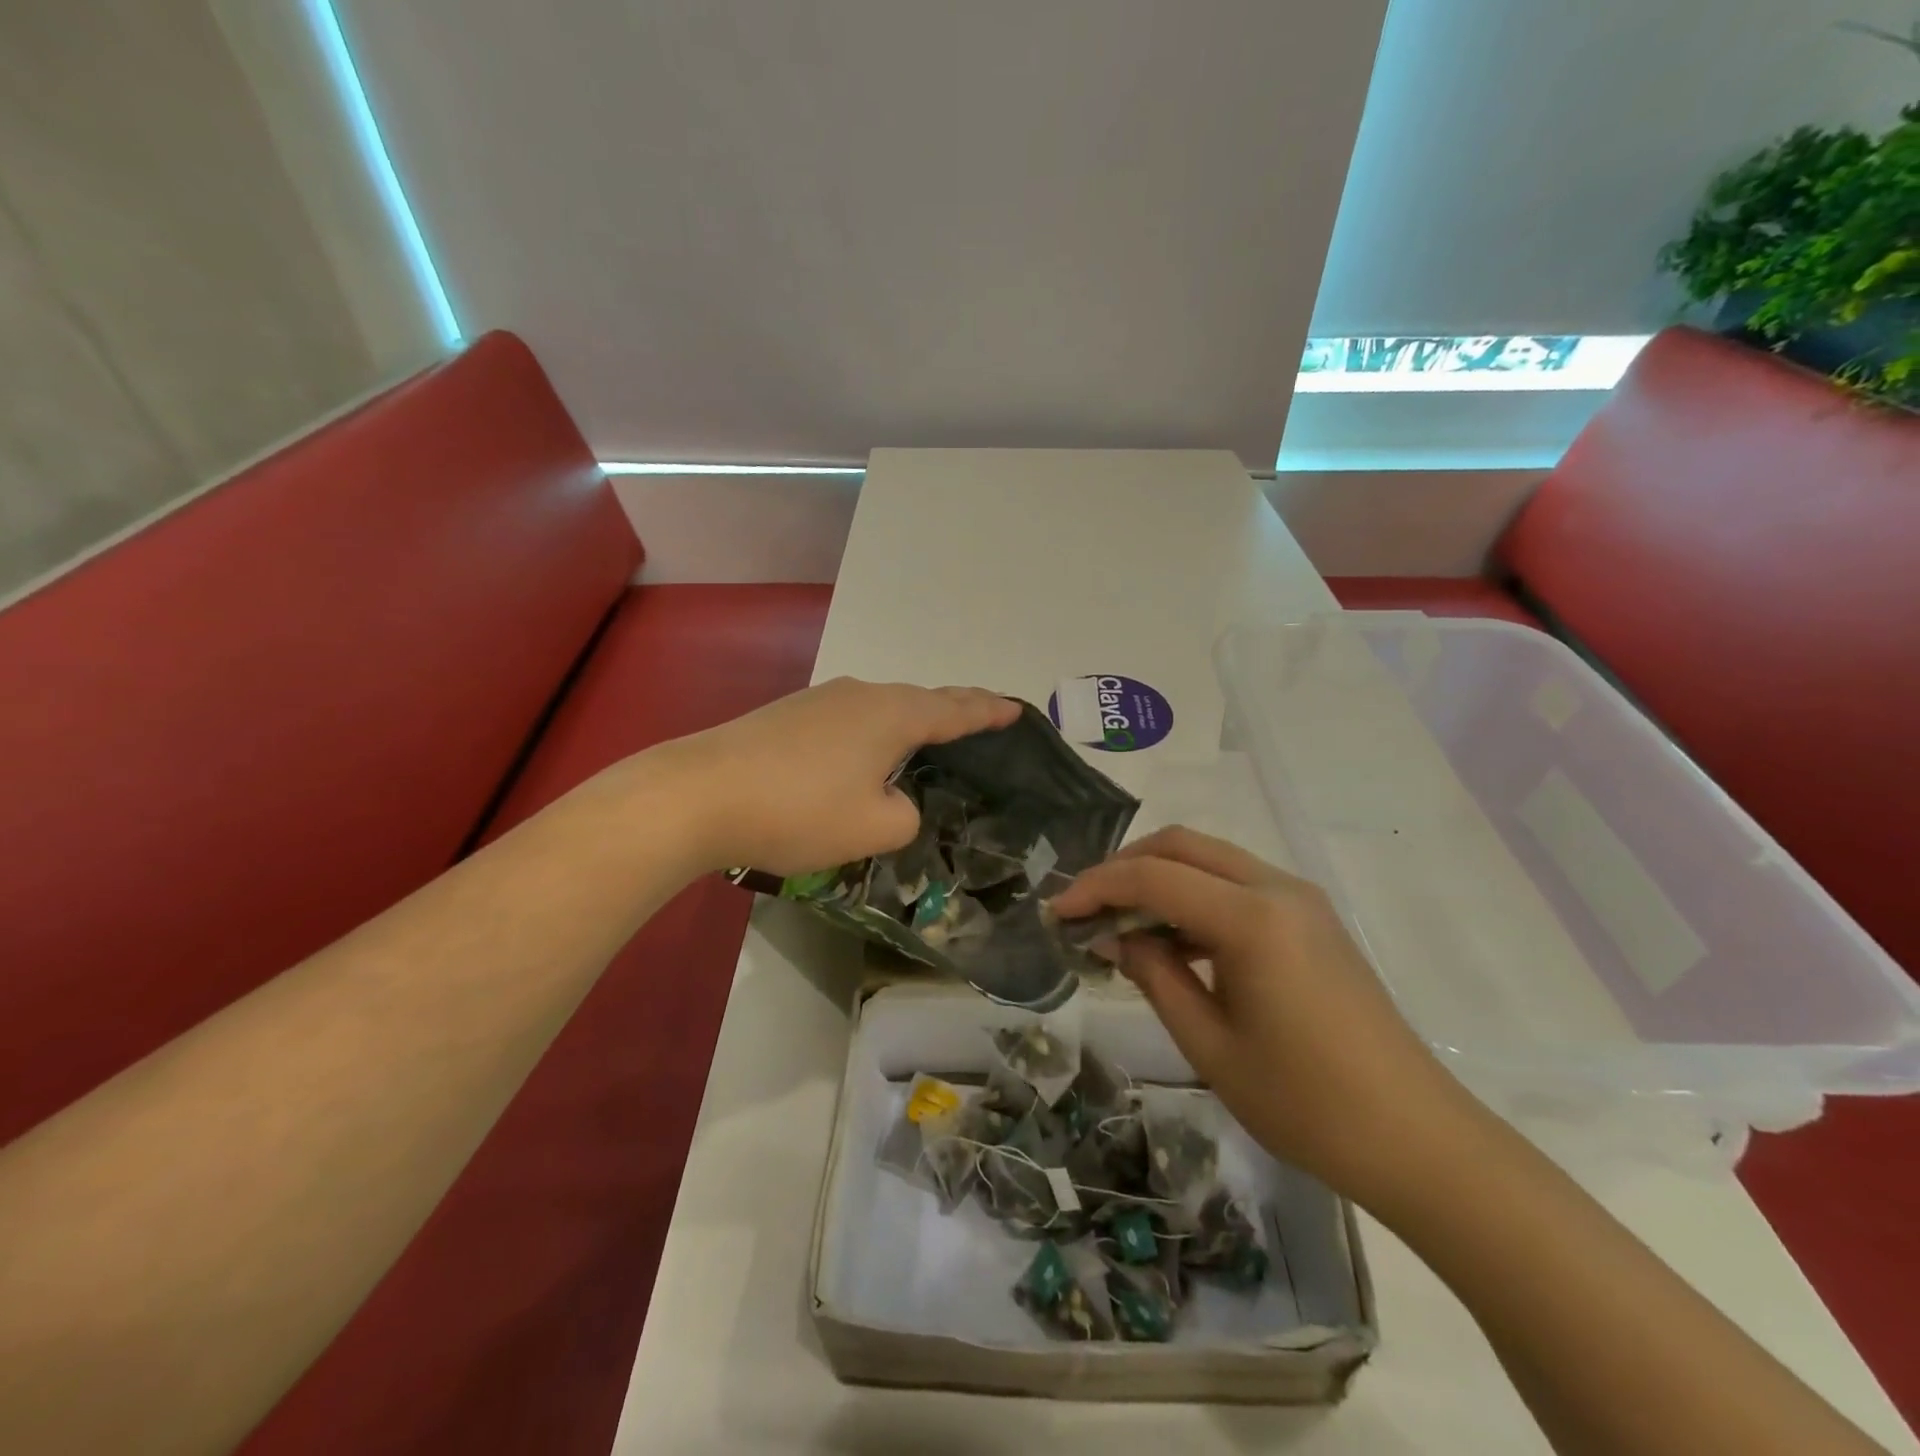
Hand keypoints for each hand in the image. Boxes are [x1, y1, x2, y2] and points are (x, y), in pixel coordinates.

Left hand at [667, 678, 1017, 876]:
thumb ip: (904, 816)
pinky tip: (863, 756)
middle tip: (983, 716)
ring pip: (882, 709)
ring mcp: (819, 701)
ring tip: (927, 738)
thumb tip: (893, 801)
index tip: (1016, 708)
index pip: (956, 710)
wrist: (698, 794)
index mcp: (893, 715)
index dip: (989, 712)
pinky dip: (873, 734)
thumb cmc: (798, 810)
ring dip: (910, 722)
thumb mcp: (872, 828)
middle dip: (955, 708)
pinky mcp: (787, 716)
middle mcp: (861, 696)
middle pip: (921, 700)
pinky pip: (849, 721)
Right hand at [1049, 826, 1474, 1202]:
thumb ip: (1155, 976)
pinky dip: (1193, 895)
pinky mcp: (1311, 918)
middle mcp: (1276, 888)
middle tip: (1087, 907)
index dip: (1097, 888)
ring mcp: (1299, 899)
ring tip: (1121, 923)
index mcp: (1251, 918)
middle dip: (1125, 867)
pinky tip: (1173, 940)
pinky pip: (1236, 884)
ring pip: (1209, 858)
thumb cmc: (1305, 1103)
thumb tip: (1117, 936)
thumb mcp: (1209, 1045)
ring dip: (1159, 877)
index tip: (1058, 913)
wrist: (1416, 1140)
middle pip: (1182, 845)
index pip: (1153, 877)